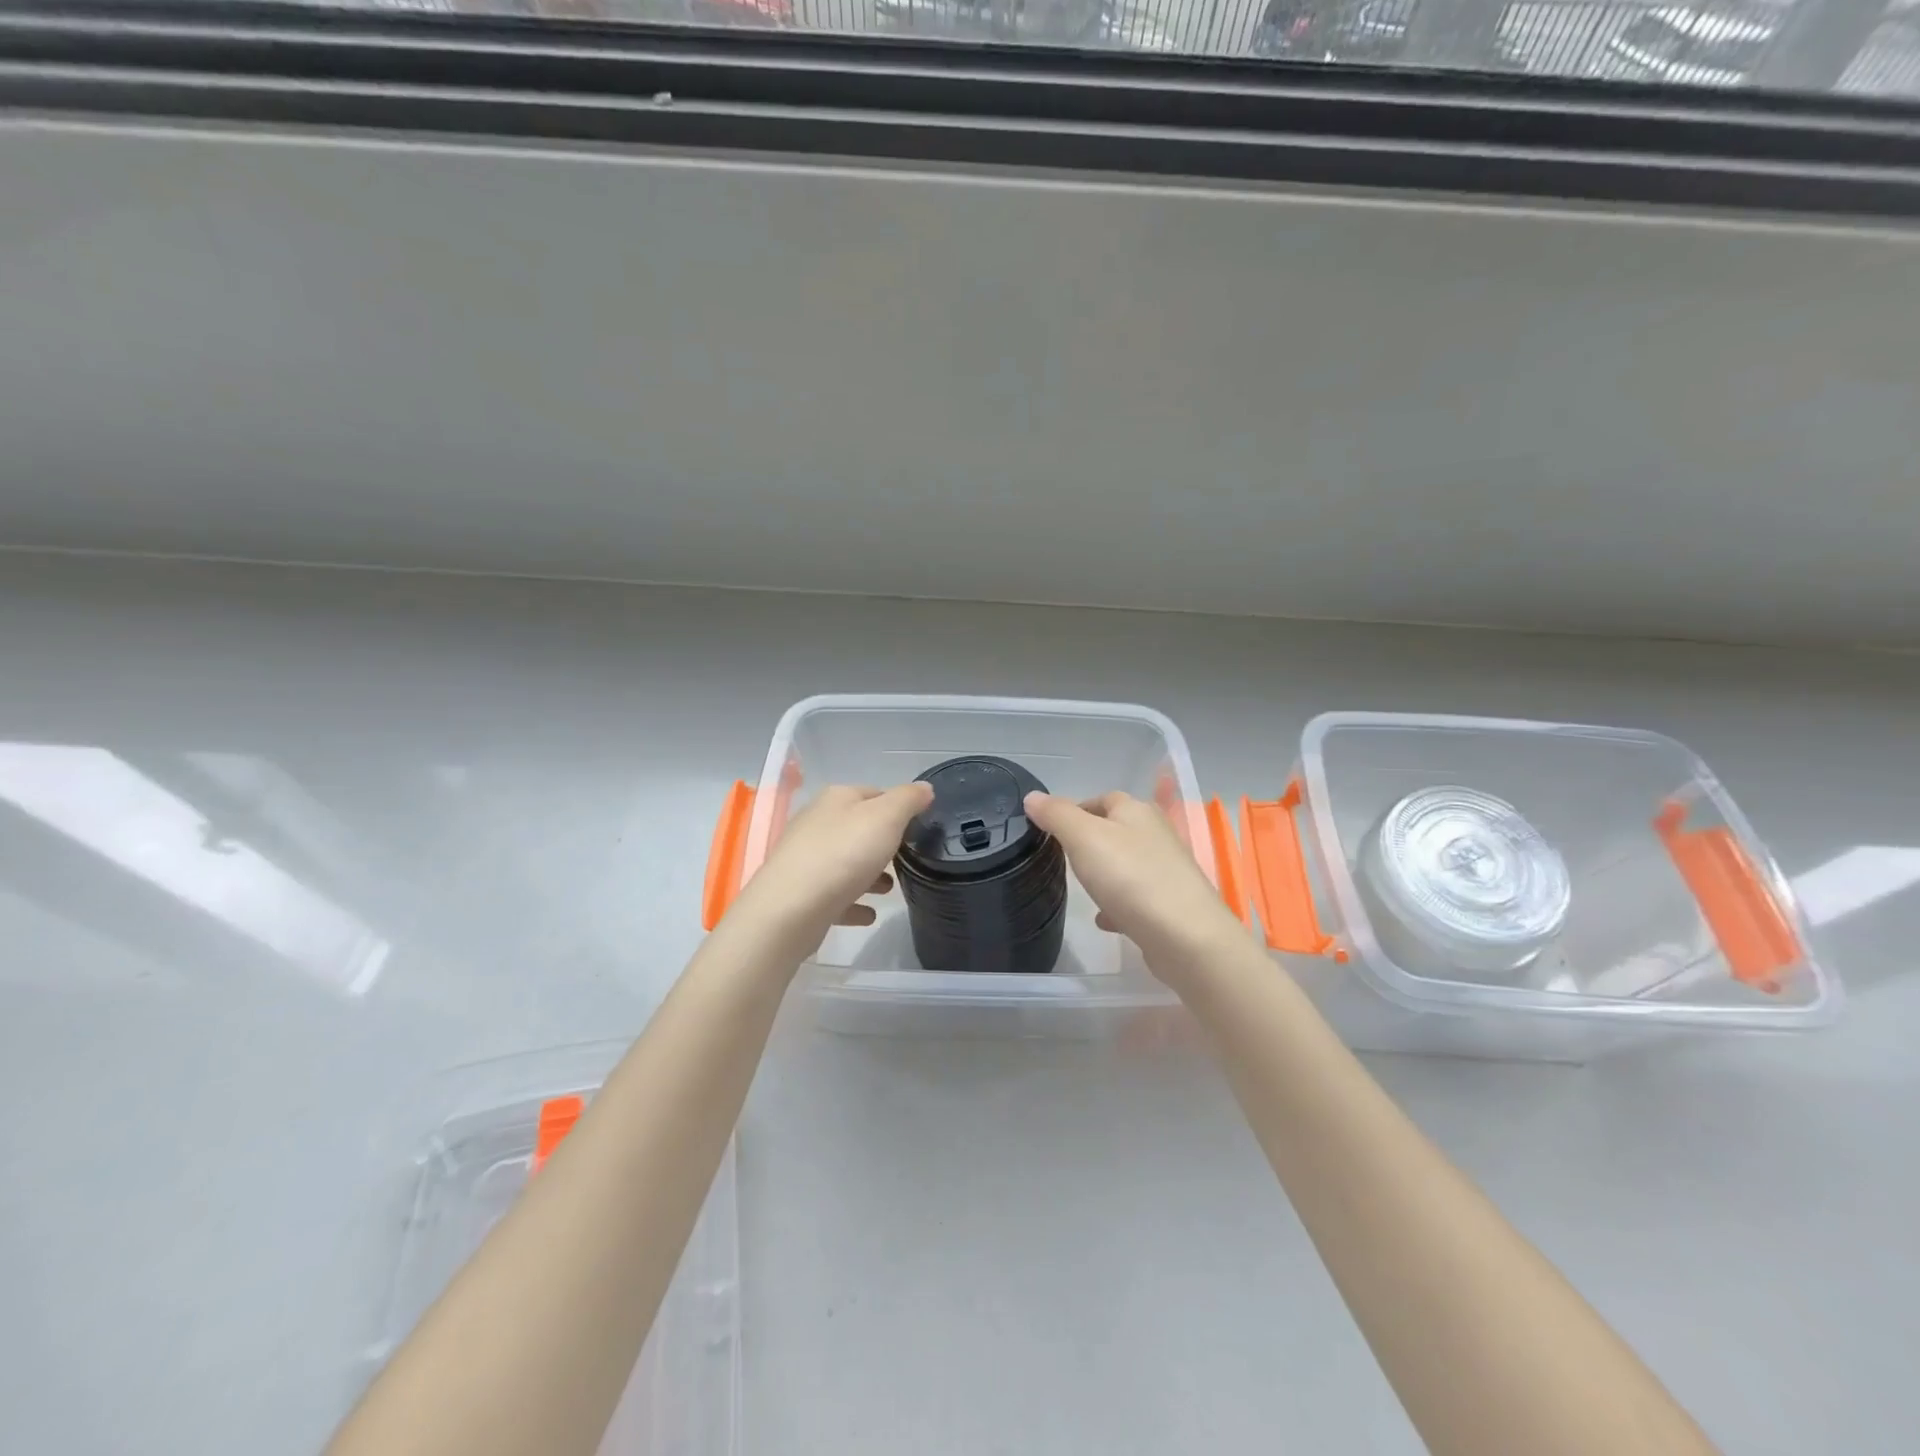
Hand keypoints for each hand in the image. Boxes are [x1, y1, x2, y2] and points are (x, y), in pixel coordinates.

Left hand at [726, 782, 934, 956]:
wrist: (791, 908)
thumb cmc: (844, 854)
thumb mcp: (886, 817)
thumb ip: (908, 800)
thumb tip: (924, 788)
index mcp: (836, 799)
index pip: (874, 793)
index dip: (898, 807)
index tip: (919, 826)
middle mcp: (817, 823)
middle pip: (858, 828)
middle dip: (883, 843)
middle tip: (908, 859)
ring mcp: (806, 859)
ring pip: (845, 862)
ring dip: (869, 873)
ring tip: (890, 889)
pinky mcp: (801, 894)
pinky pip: (835, 895)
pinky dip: (853, 901)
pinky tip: (869, 914)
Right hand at [1025, 790, 1247, 987]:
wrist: (1186, 936)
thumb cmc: (1130, 877)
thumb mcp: (1083, 838)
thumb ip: (1057, 815)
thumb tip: (1033, 797)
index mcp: (1136, 811)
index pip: (1103, 798)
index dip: (1076, 807)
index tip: (1051, 827)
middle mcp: (1156, 835)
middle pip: (1117, 830)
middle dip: (1090, 840)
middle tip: (1062, 856)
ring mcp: (1167, 871)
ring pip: (1127, 864)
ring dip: (1106, 873)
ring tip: (1081, 887)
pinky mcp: (1171, 905)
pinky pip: (1137, 898)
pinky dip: (1118, 904)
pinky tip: (1104, 920)